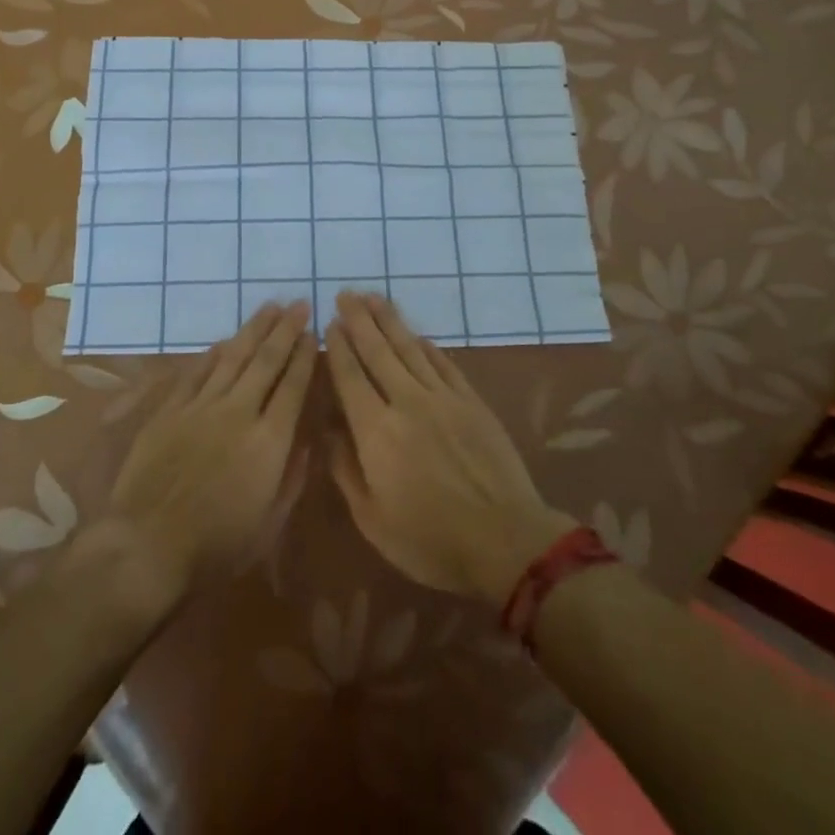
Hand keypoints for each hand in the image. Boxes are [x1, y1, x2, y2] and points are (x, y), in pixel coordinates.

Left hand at [100, 301, 316, 613]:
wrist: (147, 545)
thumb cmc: (216, 546)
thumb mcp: (269, 525)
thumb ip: (292, 478)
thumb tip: (306, 442)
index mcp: (269, 441)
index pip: (293, 386)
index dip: (304, 356)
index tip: (313, 332)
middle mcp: (239, 412)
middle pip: (266, 361)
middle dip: (285, 330)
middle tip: (298, 304)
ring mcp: (202, 406)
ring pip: (233, 357)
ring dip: (253, 330)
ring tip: (269, 307)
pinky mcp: (172, 409)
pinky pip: (197, 371)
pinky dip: (214, 352)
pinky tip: (225, 340)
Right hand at [327, 291, 576, 605]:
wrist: (505, 540)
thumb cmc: (430, 540)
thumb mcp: (373, 519)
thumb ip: (346, 470)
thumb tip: (329, 429)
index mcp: (376, 431)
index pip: (350, 376)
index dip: (338, 347)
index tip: (329, 323)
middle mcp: (407, 402)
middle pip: (378, 351)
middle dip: (359, 320)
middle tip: (345, 294)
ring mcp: (443, 397)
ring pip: (410, 348)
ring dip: (389, 320)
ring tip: (374, 297)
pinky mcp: (471, 401)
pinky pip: (443, 363)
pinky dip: (426, 346)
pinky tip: (416, 335)